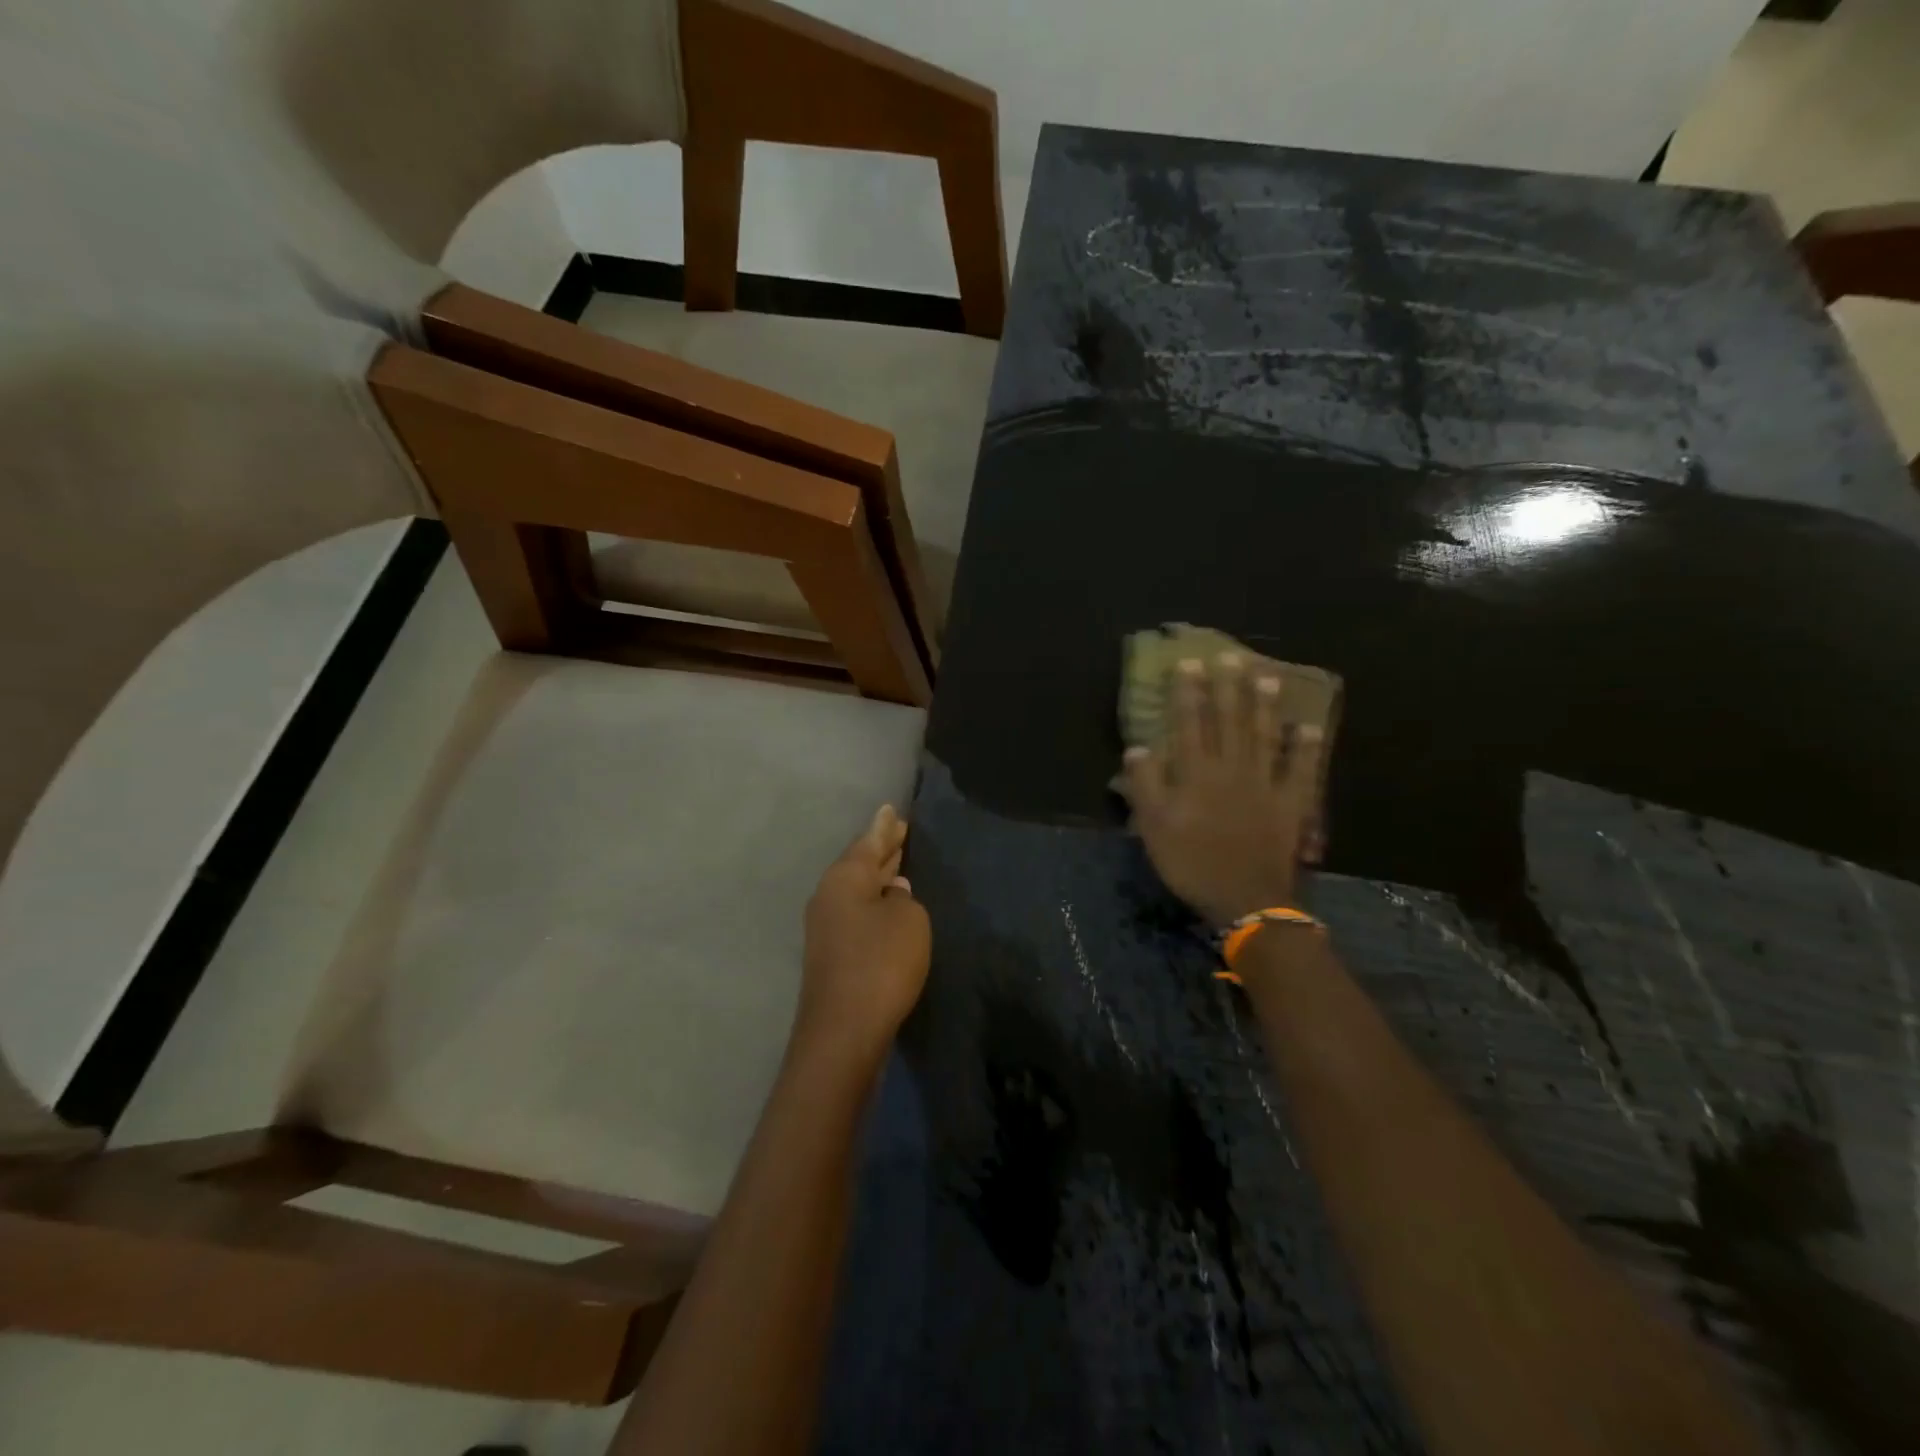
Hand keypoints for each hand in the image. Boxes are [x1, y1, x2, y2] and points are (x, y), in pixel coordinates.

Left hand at [797, 804, 931, 1073]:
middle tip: (898, 829)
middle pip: (859, 864)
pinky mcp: (831, 954)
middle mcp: (828, 896)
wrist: (844, 1031)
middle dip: (880, 848)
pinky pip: (856, 912)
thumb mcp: (908, 921)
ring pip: (857, 889)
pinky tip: (886, 903)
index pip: (869, 842)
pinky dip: (873, 901)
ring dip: (877, 876)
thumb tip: (892, 892)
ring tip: (896, 860)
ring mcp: (825, 927)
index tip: (892, 809)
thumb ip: (903, 899)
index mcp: (844, 879)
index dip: (885, 827)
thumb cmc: (881, 963)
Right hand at [1120, 653, 1326, 925]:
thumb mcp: (1154, 828)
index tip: (1188, 663)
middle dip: (1228, 687)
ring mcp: (1266, 784)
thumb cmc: (1192, 863)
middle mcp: (1232, 769)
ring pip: (1265, 737)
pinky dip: (1305, 748)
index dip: (1189, 692)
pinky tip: (1308, 727)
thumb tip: (1138, 748)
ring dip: (1265, 706)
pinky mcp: (1291, 804)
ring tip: (1267, 677)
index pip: (1191, 723)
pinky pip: (1301, 771)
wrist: (1245, 899)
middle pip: (1230, 721)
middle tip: (1231, 656)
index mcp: (1197, 774)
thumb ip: (1146, 786)